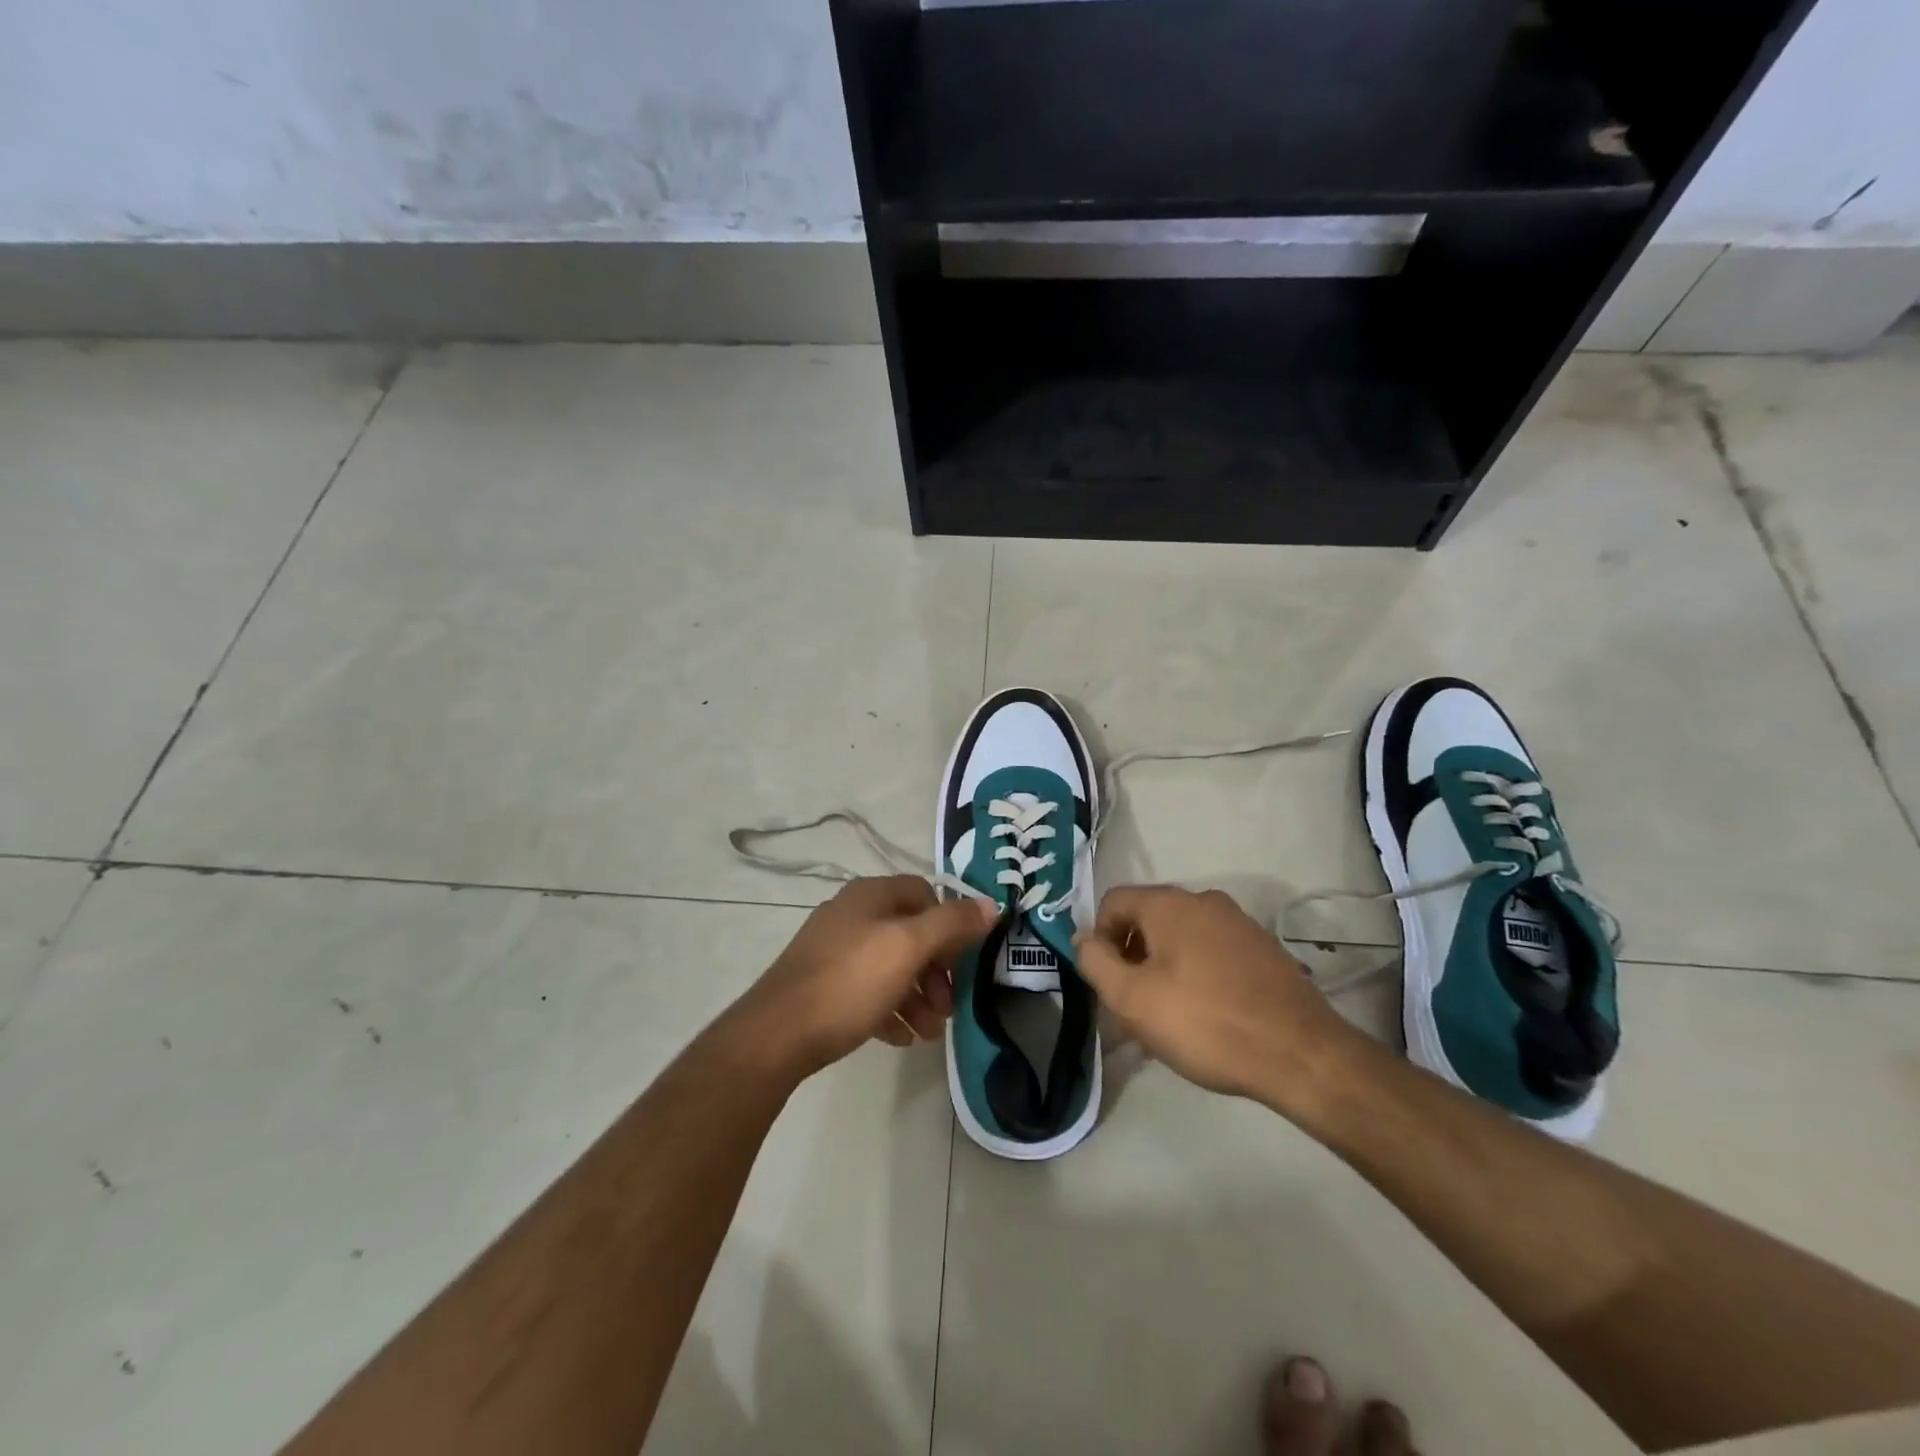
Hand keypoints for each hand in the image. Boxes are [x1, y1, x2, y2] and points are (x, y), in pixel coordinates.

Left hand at [733, 876, 997, 1082]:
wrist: (777, 1035)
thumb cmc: (850, 982)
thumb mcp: (909, 948)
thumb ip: (952, 924)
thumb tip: (991, 903)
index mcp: (870, 896)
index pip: (924, 893)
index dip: (949, 923)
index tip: (961, 960)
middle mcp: (851, 915)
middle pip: (909, 933)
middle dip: (935, 971)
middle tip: (947, 1007)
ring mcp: (833, 950)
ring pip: (890, 966)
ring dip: (917, 997)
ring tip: (928, 1033)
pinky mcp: (822, 985)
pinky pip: (867, 990)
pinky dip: (889, 1010)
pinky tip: (899, 1038)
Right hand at [1073, 886, 1365, 1111]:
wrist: (1301, 1054)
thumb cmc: (1205, 1023)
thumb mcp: (1132, 999)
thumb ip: (1096, 962)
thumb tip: (1085, 939)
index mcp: (1169, 903)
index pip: (1113, 902)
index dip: (1098, 939)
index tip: (1107, 983)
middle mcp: (1204, 901)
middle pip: (1148, 919)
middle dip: (1132, 957)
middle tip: (1133, 1005)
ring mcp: (1239, 923)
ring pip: (1181, 938)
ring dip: (1164, 968)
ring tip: (1169, 1017)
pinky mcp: (1264, 949)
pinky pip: (1212, 952)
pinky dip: (1197, 974)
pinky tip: (1206, 1016)